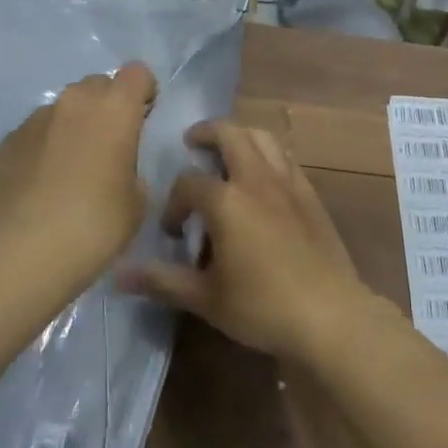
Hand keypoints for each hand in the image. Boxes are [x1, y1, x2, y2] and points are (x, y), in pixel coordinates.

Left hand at [0, 63, 157, 294]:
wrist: (22, 255)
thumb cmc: (94, 227)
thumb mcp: (136, 202)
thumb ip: (132, 168)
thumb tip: (117, 166)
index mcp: (115, 109)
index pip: (137, 73)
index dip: (143, 92)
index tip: (143, 119)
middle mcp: (74, 102)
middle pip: (98, 85)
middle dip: (107, 107)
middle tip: (108, 146)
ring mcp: (36, 118)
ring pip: (64, 108)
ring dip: (74, 125)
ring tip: (70, 169)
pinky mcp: (7, 140)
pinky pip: (36, 132)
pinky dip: (44, 147)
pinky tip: (41, 185)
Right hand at [118, 119, 369, 360]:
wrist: (329, 314)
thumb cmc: (262, 307)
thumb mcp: (205, 298)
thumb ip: (161, 280)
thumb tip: (118, 274)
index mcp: (226, 200)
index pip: (188, 183)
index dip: (174, 203)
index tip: (173, 232)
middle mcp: (255, 178)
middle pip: (228, 133)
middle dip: (206, 133)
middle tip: (192, 142)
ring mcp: (286, 181)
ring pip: (261, 136)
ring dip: (239, 135)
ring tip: (227, 151)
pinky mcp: (309, 191)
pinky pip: (284, 155)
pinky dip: (267, 153)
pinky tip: (262, 176)